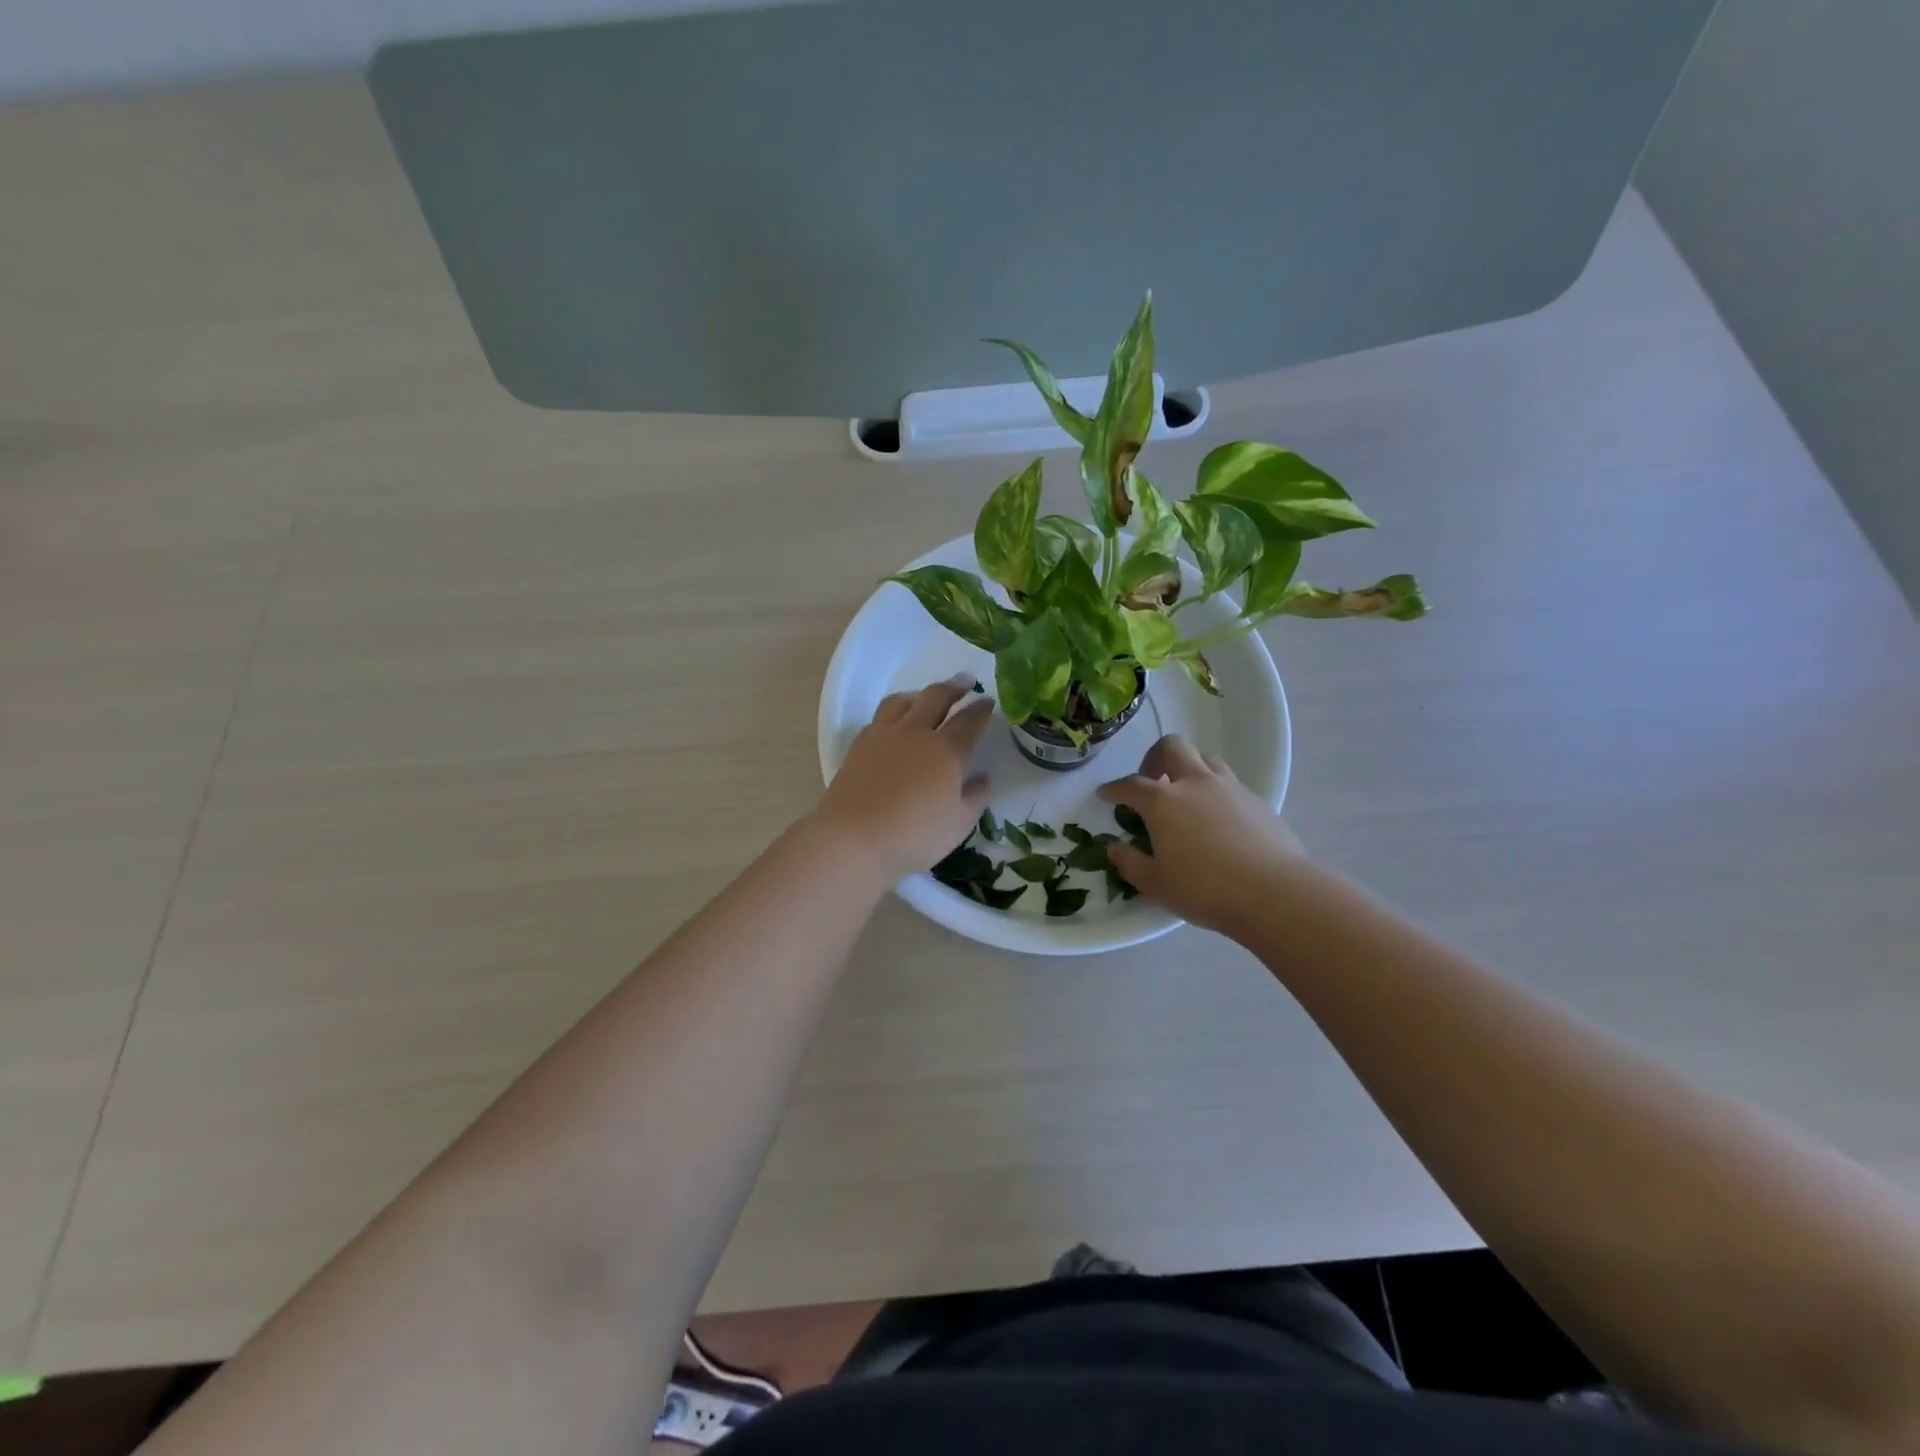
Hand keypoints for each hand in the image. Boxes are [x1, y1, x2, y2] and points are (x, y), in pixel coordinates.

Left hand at [812, 673, 993, 885]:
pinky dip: (894, 711)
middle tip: (966, 681)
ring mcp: (883, 735)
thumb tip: (982, 777)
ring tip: (926, 696)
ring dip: (920, 694)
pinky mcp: (859, 745)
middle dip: (954, 686)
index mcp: (946, 750)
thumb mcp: (959, 824)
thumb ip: (975, 797)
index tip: (989, 702)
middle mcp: (915, 733)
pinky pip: (880, 717)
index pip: (969, 720)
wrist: (853, 838)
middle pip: (936, 697)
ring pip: (903, 701)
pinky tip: (895, 723)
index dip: (981, 709)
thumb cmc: (914, 836)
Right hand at [1099, 735, 1307, 936]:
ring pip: (1204, 758)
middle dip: (1154, 758)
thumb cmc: (1205, 889)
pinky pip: (1228, 782)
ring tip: (1185, 795)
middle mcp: (1194, 783)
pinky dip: (1214, 790)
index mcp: (1163, 801)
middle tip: (1151, 781)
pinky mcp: (1256, 800)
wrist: (1274, 893)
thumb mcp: (1156, 884)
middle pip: (1172, 748)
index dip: (1114, 789)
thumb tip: (1114, 847)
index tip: (1106, 795)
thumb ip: (1129, 862)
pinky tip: (1216, 818)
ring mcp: (1229, 787)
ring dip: (1189, 768)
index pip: (1131, 785)